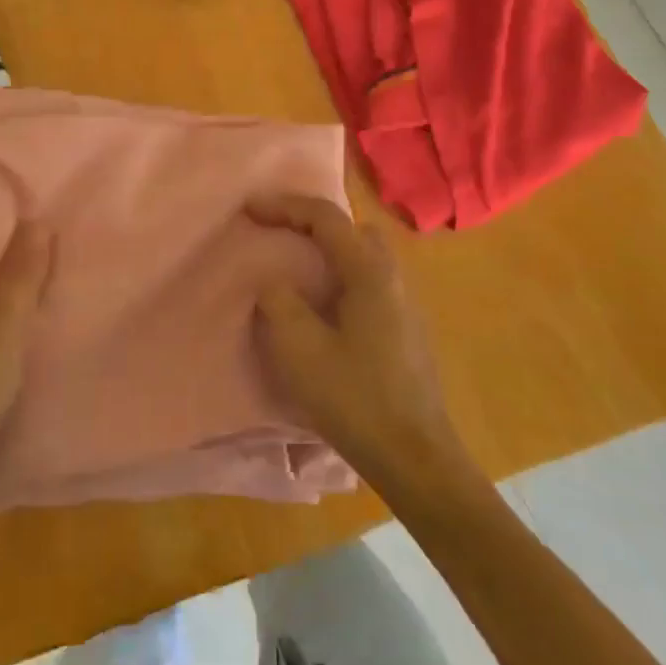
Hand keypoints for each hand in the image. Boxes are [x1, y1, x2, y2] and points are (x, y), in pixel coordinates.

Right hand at [248, 194, 467, 489]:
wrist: (416, 458)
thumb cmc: (356, 399)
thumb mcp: (302, 350)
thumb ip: (280, 303)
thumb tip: (274, 281)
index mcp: (370, 272)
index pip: (326, 218)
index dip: (285, 206)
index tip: (249, 209)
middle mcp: (393, 277)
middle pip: (352, 229)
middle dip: (313, 222)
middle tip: (278, 232)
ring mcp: (405, 303)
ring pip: (364, 255)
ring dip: (329, 250)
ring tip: (295, 267)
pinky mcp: (405, 328)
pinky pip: (369, 281)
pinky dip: (340, 275)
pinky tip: (322, 305)